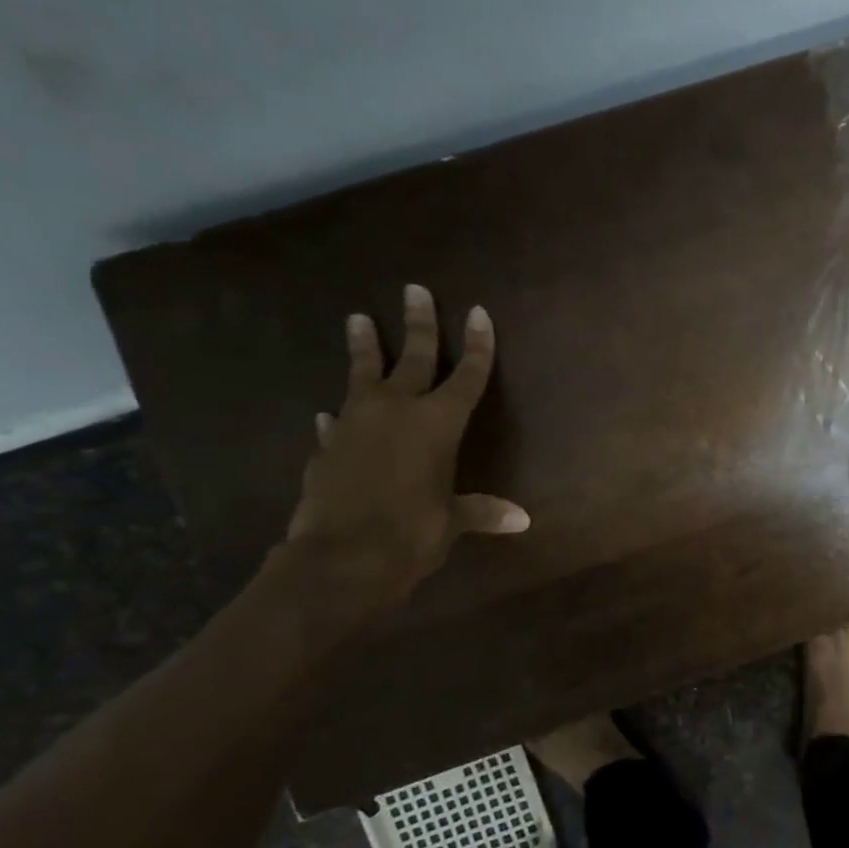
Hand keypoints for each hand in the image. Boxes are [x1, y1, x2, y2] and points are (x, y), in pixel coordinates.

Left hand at [282, 284, 527, 621]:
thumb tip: (521, 520)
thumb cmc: (412, 532)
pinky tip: (332, 413)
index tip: (478, 313)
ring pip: (362, 374)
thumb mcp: (453, 520)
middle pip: (412, 358)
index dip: (476, 346)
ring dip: (364, 347)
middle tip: (414, 290)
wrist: (341, 557)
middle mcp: (397, 411)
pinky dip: (340, 415)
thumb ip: (482, 511)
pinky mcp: (327, 446)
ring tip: (358, 318)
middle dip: (418, 324)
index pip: (466, 376)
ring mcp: (356, 424)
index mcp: (438, 423)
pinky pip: (338, 421)